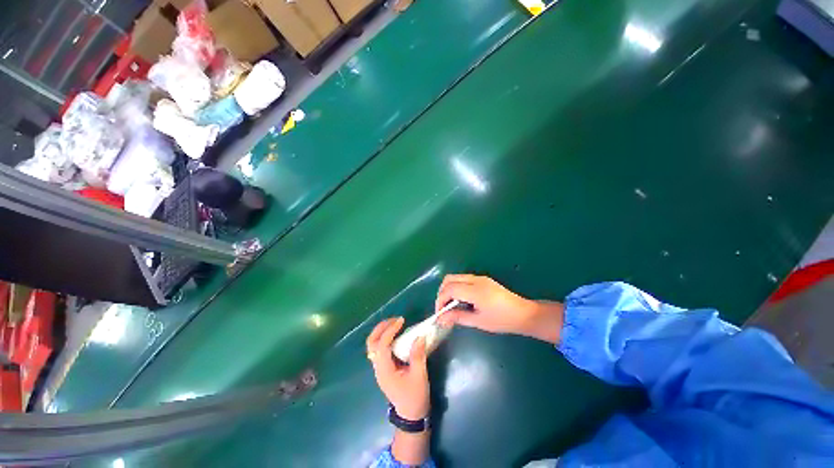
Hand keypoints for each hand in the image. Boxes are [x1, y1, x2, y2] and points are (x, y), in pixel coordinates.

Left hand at [366, 317, 429, 419]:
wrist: (410, 415)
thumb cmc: (415, 397)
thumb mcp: (419, 376)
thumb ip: (418, 356)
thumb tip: (419, 336)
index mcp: (385, 370)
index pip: (382, 345)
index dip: (390, 330)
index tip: (401, 320)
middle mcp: (378, 367)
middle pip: (371, 343)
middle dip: (381, 328)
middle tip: (395, 319)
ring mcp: (379, 368)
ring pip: (373, 345)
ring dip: (382, 331)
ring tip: (395, 323)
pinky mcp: (384, 367)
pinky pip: (380, 348)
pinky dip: (385, 337)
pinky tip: (396, 334)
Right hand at [436, 274, 563, 343]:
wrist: (524, 313)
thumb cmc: (502, 320)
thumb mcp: (479, 321)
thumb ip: (458, 317)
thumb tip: (441, 318)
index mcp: (475, 290)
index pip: (449, 289)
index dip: (440, 300)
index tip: (439, 314)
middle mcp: (475, 280)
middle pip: (449, 279)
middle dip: (442, 292)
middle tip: (443, 308)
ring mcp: (479, 278)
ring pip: (456, 277)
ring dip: (449, 289)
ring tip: (450, 305)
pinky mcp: (483, 279)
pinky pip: (463, 279)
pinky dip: (456, 287)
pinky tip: (461, 301)